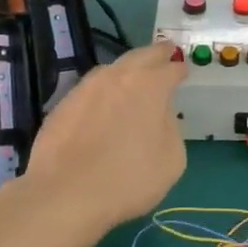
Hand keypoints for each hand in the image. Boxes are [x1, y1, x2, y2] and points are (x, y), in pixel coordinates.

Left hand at [24, 45, 187, 231]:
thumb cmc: (129, 179)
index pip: (171, 68)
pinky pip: (91, 88)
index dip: (180, 69)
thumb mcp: (172, 160)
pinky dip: (104, 90)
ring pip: (112, 68)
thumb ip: (171, 128)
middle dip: (156, 53)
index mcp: (150, 86)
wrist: (65, 194)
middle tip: (165, 53)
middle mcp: (118, 76)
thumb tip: (160, 114)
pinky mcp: (63, 103)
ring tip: (134, 77)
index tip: (183, 72)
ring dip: (127, 69)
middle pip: (141, 56)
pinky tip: (104, 103)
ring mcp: (86, 87)